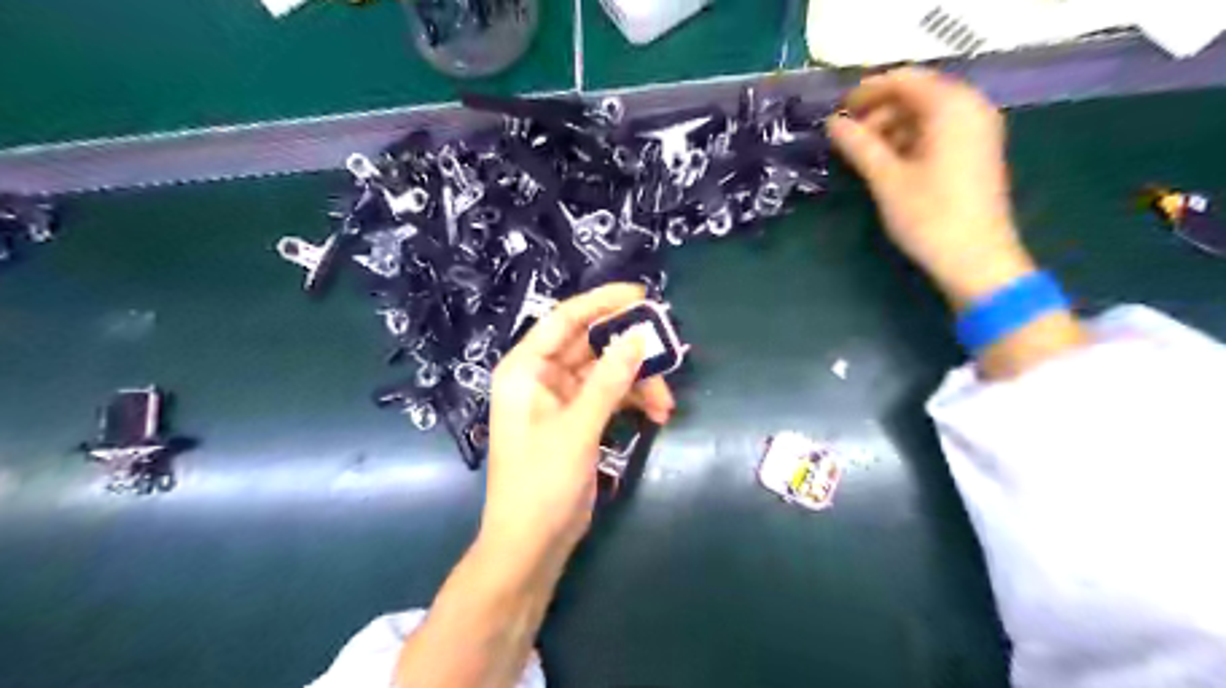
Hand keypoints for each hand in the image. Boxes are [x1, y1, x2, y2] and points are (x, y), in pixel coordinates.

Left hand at [482, 285, 675, 558]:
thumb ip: (609, 380)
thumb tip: (639, 336)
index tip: (642, 296)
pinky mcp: (579, 420)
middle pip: (591, 345)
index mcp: (526, 369)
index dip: (602, 303)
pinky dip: (633, 401)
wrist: (532, 546)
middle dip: (630, 350)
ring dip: (638, 382)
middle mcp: (542, 377)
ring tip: (666, 404)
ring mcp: (562, 399)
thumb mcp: (578, 428)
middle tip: (668, 350)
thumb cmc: (541, 483)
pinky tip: (656, 415)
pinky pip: (610, 396)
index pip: (565, 319)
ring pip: (607, 372)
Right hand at [834, 67, 1031, 309]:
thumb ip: (859, 145)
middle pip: (916, 94)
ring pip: (925, 114)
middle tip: (845, 138)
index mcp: (951, 106)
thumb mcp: (887, 179)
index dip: (865, 92)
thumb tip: (832, 123)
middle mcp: (970, 108)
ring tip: (861, 154)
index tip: (835, 112)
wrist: (976, 259)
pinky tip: (887, 163)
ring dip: (891, 127)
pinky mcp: (975, 152)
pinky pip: (937, 131)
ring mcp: (976, 130)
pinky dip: (909, 140)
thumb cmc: (930, 216)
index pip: (903, 79)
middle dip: (877, 111)